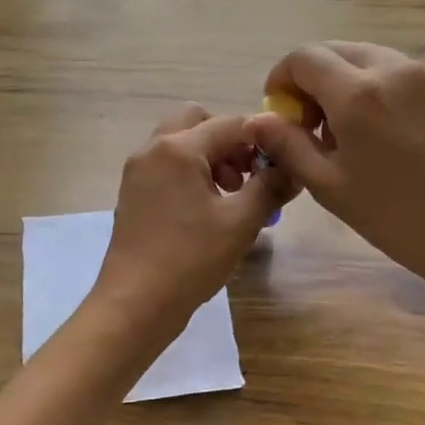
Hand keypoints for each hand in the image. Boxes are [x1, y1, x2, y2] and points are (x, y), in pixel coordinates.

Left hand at [90, 104, 294, 341]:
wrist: (135, 303)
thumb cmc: (190, 259)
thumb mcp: (240, 223)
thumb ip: (270, 187)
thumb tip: (293, 168)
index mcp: (178, 148)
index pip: (230, 123)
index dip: (260, 139)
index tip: (278, 166)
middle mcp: (152, 149)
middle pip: (197, 121)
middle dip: (228, 141)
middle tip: (246, 176)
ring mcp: (137, 170)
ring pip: (180, 142)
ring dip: (209, 156)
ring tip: (230, 195)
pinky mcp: (132, 191)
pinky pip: (166, 164)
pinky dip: (189, 171)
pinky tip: (205, 209)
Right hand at [246, 42, 424, 304]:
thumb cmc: (396, 217)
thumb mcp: (328, 185)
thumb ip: (287, 144)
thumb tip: (257, 120)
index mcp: (357, 92)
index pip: (303, 58)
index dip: (281, 79)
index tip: (279, 112)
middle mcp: (391, 68)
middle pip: (332, 50)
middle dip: (310, 79)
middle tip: (307, 124)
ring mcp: (422, 74)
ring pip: (363, 57)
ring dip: (340, 81)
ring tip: (342, 131)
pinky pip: (391, 70)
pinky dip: (370, 86)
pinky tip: (375, 131)